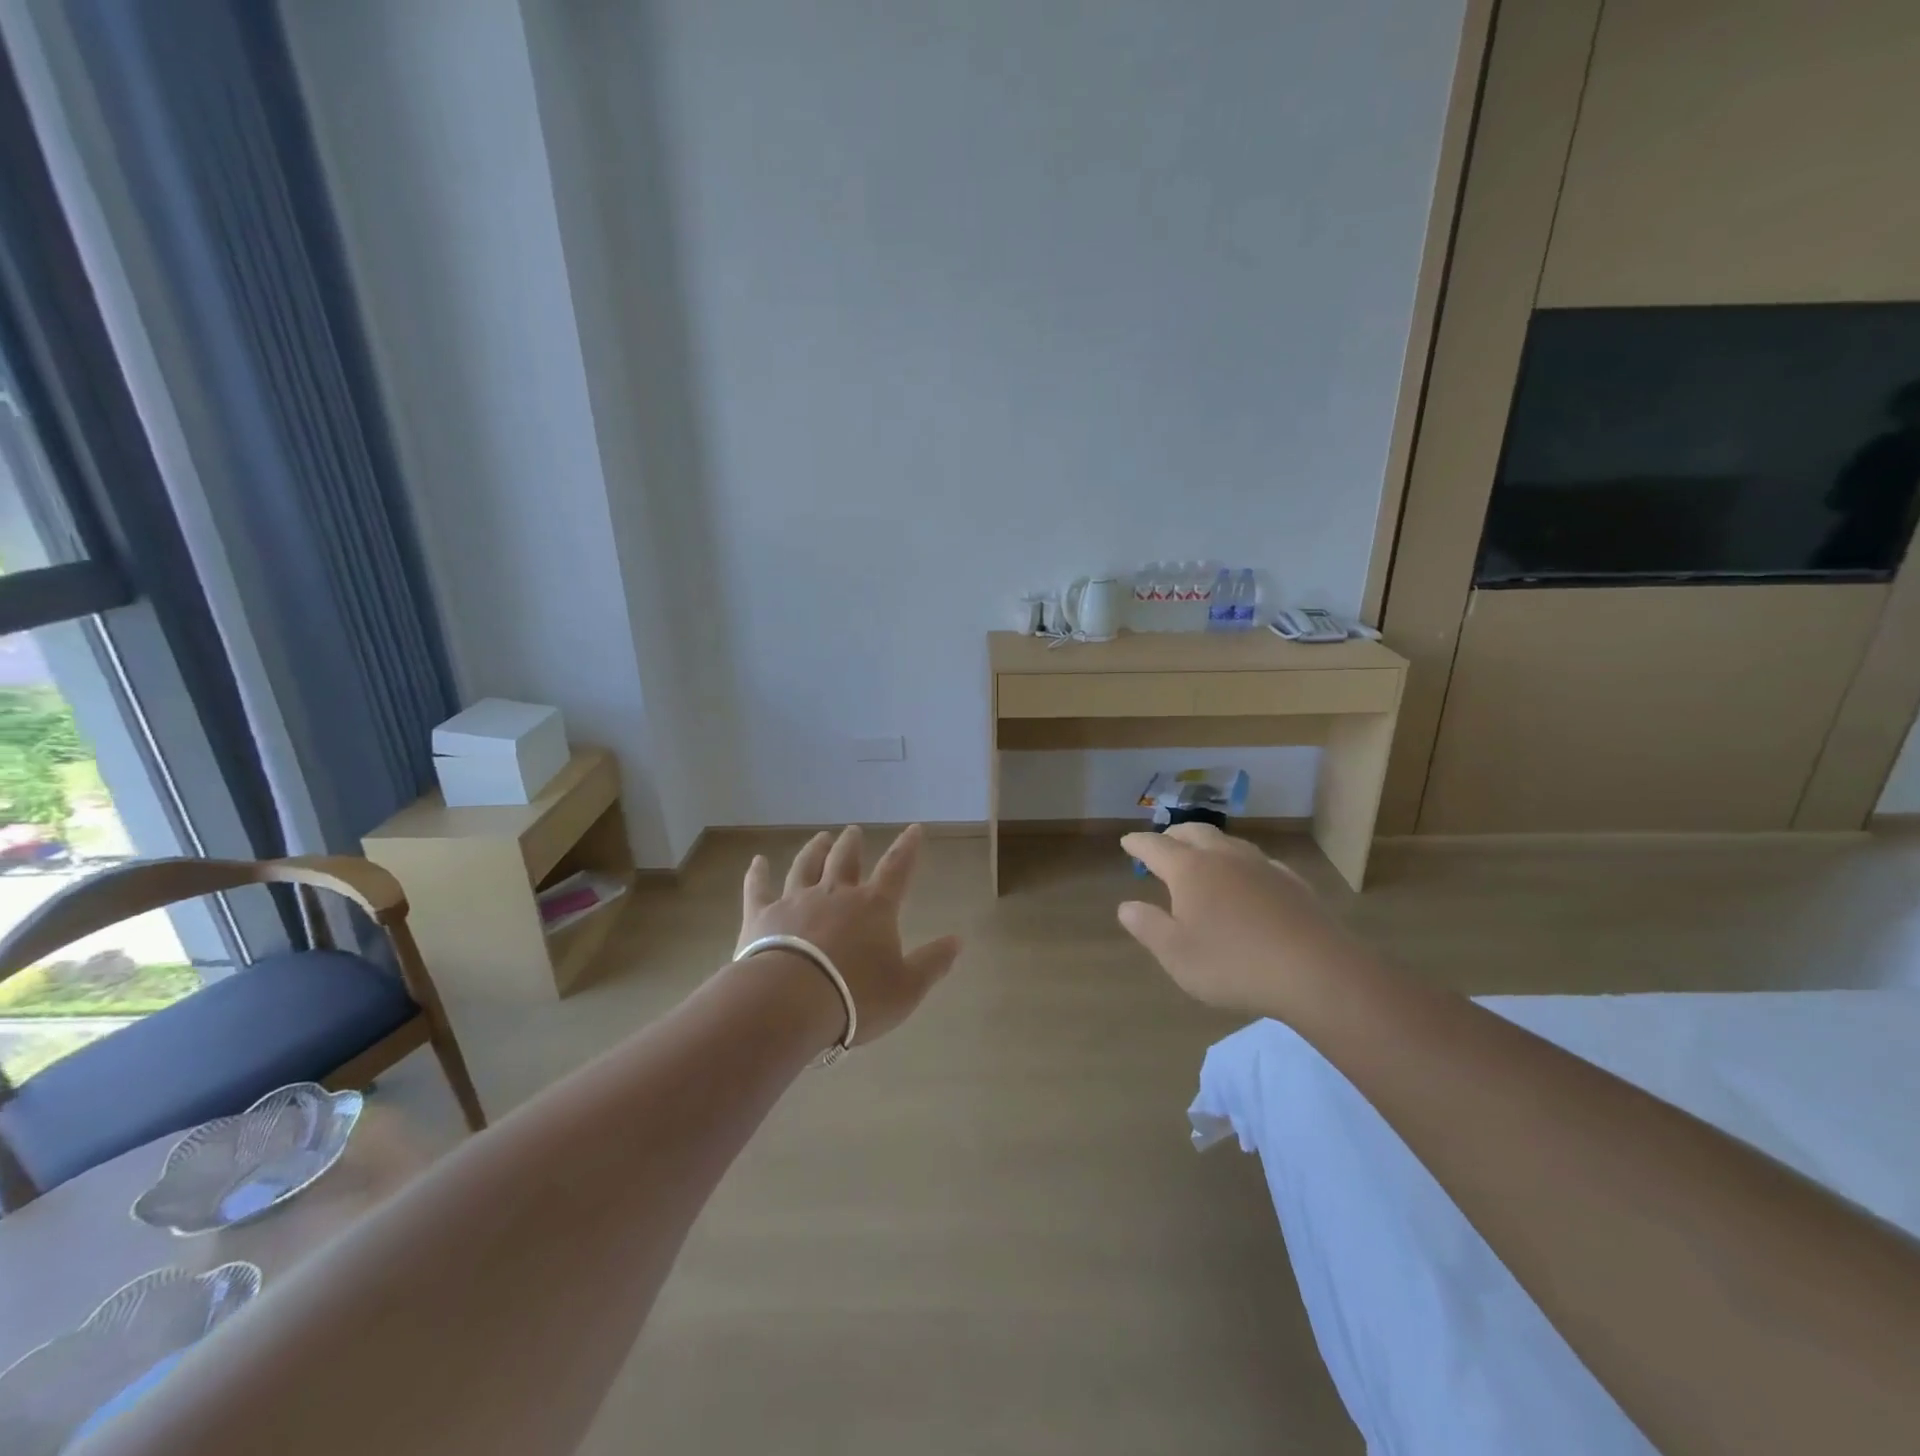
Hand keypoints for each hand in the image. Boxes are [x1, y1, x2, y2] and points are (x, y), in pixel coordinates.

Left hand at [736, 825, 962, 1044]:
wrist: (790, 1003)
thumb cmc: (856, 997)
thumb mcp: (907, 988)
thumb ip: (933, 963)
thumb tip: (958, 940)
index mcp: (874, 907)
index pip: (897, 869)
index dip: (908, 848)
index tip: (914, 829)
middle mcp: (836, 893)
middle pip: (846, 859)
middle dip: (853, 844)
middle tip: (854, 831)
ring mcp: (796, 901)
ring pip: (806, 866)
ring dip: (815, 849)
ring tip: (821, 837)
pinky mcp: (761, 916)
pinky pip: (759, 888)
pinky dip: (758, 873)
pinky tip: (757, 861)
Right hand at [1118, 823, 1369, 1016]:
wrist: (1315, 972)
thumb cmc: (1233, 964)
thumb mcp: (1176, 954)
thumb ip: (1148, 927)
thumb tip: (1126, 906)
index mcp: (1190, 870)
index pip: (1156, 847)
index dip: (1138, 844)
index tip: (1127, 842)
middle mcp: (1224, 858)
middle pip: (1193, 832)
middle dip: (1173, 835)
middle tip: (1163, 842)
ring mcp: (1262, 867)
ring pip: (1228, 842)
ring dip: (1208, 843)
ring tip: (1202, 855)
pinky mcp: (1292, 883)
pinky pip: (1258, 861)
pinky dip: (1241, 862)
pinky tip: (1248, 877)